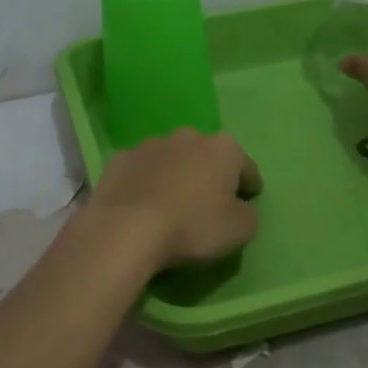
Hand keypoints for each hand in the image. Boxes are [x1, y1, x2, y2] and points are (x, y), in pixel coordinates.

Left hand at [86, 129, 262, 270]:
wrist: (126, 230)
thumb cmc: (193, 227)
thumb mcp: (240, 231)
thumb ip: (248, 214)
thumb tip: (240, 208)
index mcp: (223, 148)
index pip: (246, 168)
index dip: (249, 188)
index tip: (245, 204)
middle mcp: (188, 136)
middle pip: (207, 157)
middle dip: (210, 176)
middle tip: (207, 206)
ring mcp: (150, 145)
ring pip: (172, 160)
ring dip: (176, 177)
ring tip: (171, 207)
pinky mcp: (119, 160)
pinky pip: (141, 172)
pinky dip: (146, 184)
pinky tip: (142, 207)